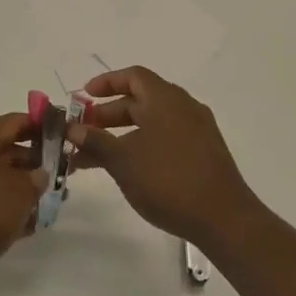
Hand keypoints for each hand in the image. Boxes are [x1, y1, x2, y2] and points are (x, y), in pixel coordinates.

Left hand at [0, 114, 48, 295]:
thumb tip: (41, 174)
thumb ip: (37, 178)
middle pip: (10, 149)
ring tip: (56, 200)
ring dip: (28, 187)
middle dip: (38, 161)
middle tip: (66, 172)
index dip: (42, 126)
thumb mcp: (19, 191)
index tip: (66, 136)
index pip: (15, 121)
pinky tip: (34, 223)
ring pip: (3, 177)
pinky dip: (12, 206)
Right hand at [72, 67, 257, 247]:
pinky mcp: (204, 153)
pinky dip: (143, 145)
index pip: (133, 76)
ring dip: (122, 134)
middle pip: (141, 100)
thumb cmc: (168, 180)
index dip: (106, 82)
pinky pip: (166, 138)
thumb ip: (95, 141)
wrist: (224, 219)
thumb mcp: (123, 160)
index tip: (84, 96)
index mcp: (165, 99)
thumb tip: (71, 128)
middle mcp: (183, 107)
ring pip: (152, 122)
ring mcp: (197, 130)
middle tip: (83, 132)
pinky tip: (128, 169)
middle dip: (108, 114)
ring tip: (96, 157)